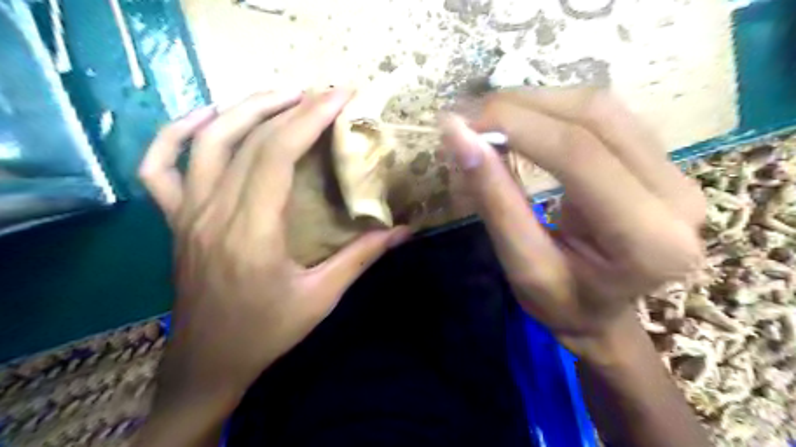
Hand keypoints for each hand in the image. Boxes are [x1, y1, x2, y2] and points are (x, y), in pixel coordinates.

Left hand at [137, 89, 406, 411]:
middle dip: (289, 106)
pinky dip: (176, 134)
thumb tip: (403, 231)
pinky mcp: (174, 220)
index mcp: (252, 232)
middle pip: (247, 139)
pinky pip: (159, 167)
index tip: (340, 97)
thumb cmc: (266, 332)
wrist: (208, 363)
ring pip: (205, 142)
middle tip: (322, 93)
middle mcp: (213, 213)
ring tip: (281, 96)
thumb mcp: (321, 297)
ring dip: (243, 109)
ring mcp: (186, 214)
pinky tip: (206, 119)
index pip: (277, 154)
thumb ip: (362, 258)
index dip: (310, 118)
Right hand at [445, 87, 704, 359]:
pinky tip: (520, 121)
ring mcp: (677, 172)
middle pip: (595, 117)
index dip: (515, 127)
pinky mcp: (661, 160)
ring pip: (601, 107)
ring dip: (535, 102)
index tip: (460, 123)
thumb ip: (494, 199)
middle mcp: (678, 196)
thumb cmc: (561, 303)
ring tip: (488, 117)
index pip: (578, 156)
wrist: (603, 314)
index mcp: (648, 241)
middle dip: (521, 107)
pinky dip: (553, 110)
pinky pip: (605, 115)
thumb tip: (459, 136)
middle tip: (469, 116)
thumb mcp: (520, 264)